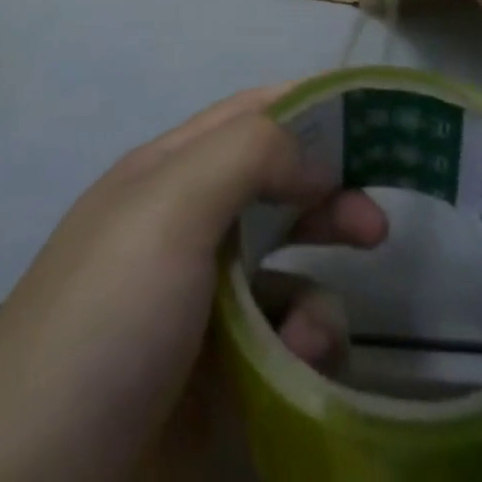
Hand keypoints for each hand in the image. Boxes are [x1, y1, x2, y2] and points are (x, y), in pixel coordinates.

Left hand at [0, 87, 385, 481]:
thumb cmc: (105, 318)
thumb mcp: (169, 208)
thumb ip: (248, 154)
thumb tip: (316, 153)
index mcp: (173, 172)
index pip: (253, 113)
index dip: (311, 105)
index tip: (375, 117)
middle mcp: (191, 226)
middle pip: (279, 185)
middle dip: (331, 194)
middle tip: (376, 222)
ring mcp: (206, 304)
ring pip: (290, 268)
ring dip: (317, 288)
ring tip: (313, 330)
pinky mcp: (223, 376)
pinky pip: (285, 340)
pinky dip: (301, 348)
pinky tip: (292, 370)